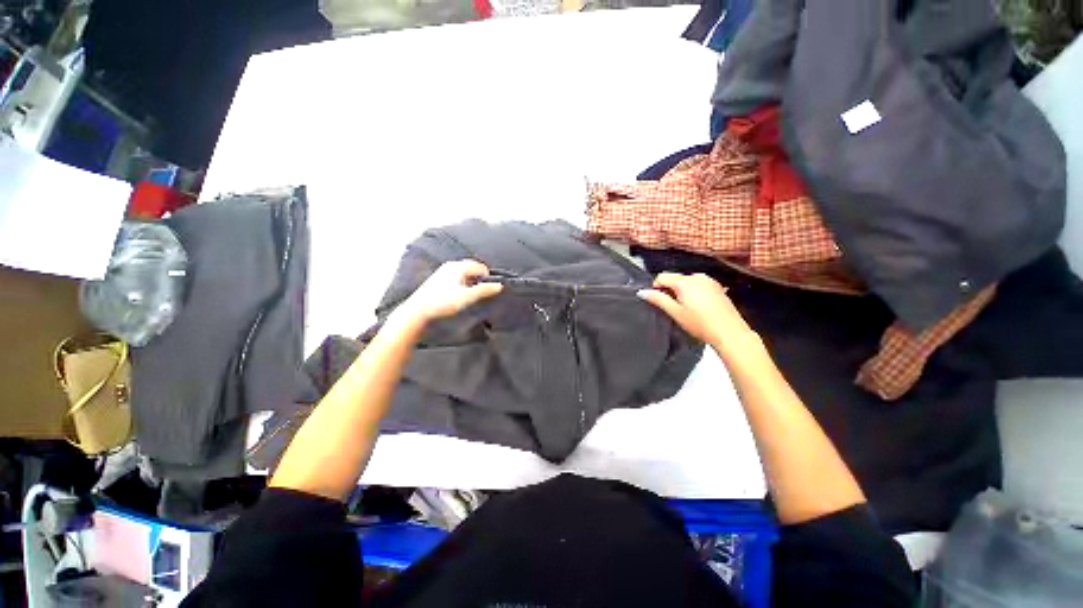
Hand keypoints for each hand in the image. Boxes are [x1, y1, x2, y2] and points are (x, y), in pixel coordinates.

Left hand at [395, 260, 502, 326]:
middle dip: (478, 279)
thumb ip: (485, 290)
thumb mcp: (467, 297)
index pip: (480, 266)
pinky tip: (458, 296)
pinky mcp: (437, 281)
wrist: (418, 311)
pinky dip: (461, 285)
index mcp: (458, 267)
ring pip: (463, 274)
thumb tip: (500, 285)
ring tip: (470, 296)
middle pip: (471, 269)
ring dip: (470, 283)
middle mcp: (450, 266)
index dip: (487, 277)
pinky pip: (455, 279)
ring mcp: (442, 273)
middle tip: (481, 292)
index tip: (489, 289)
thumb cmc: (443, 302)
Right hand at [638, 272, 758, 356]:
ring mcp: (709, 281)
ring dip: (682, 291)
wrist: (729, 332)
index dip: (656, 287)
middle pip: (675, 278)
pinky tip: (698, 307)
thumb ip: (658, 299)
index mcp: (685, 282)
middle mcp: (697, 277)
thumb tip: (642, 292)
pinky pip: (698, 285)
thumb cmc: (700, 324)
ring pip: (687, 282)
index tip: (659, 301)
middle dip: (670, 290)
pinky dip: (694, 293)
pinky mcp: (717, 287)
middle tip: (673, 308)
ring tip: (686, 309)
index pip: (662, 276)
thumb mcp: (675, 312)